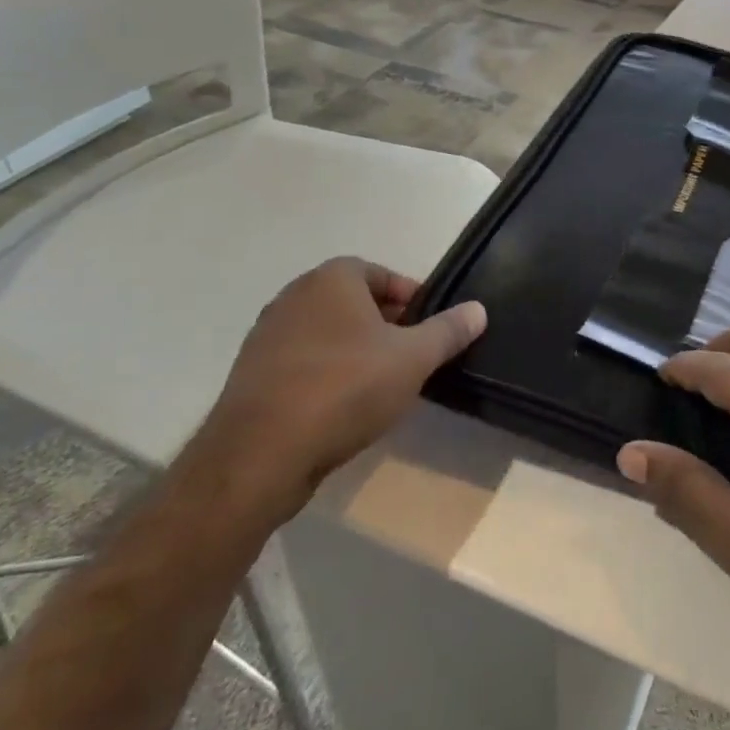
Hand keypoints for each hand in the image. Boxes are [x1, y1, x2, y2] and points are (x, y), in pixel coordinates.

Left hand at [196, 257, 486, 521]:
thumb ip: (448, 330)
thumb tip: (479, 309)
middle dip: (386, 324)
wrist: (258, 456)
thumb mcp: (413, 358)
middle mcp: (294, 297)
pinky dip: (327, 375)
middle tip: (413, 354)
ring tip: (383, 383)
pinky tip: (344, 408)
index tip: (430, 325)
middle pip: (352, 302)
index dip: (410, 296)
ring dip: (356, 351)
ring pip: (327, 334)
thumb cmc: (345, 389)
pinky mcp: (251, 377)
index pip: (380, 273)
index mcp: (331, 279)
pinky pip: (302, 364)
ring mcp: (266, 337)